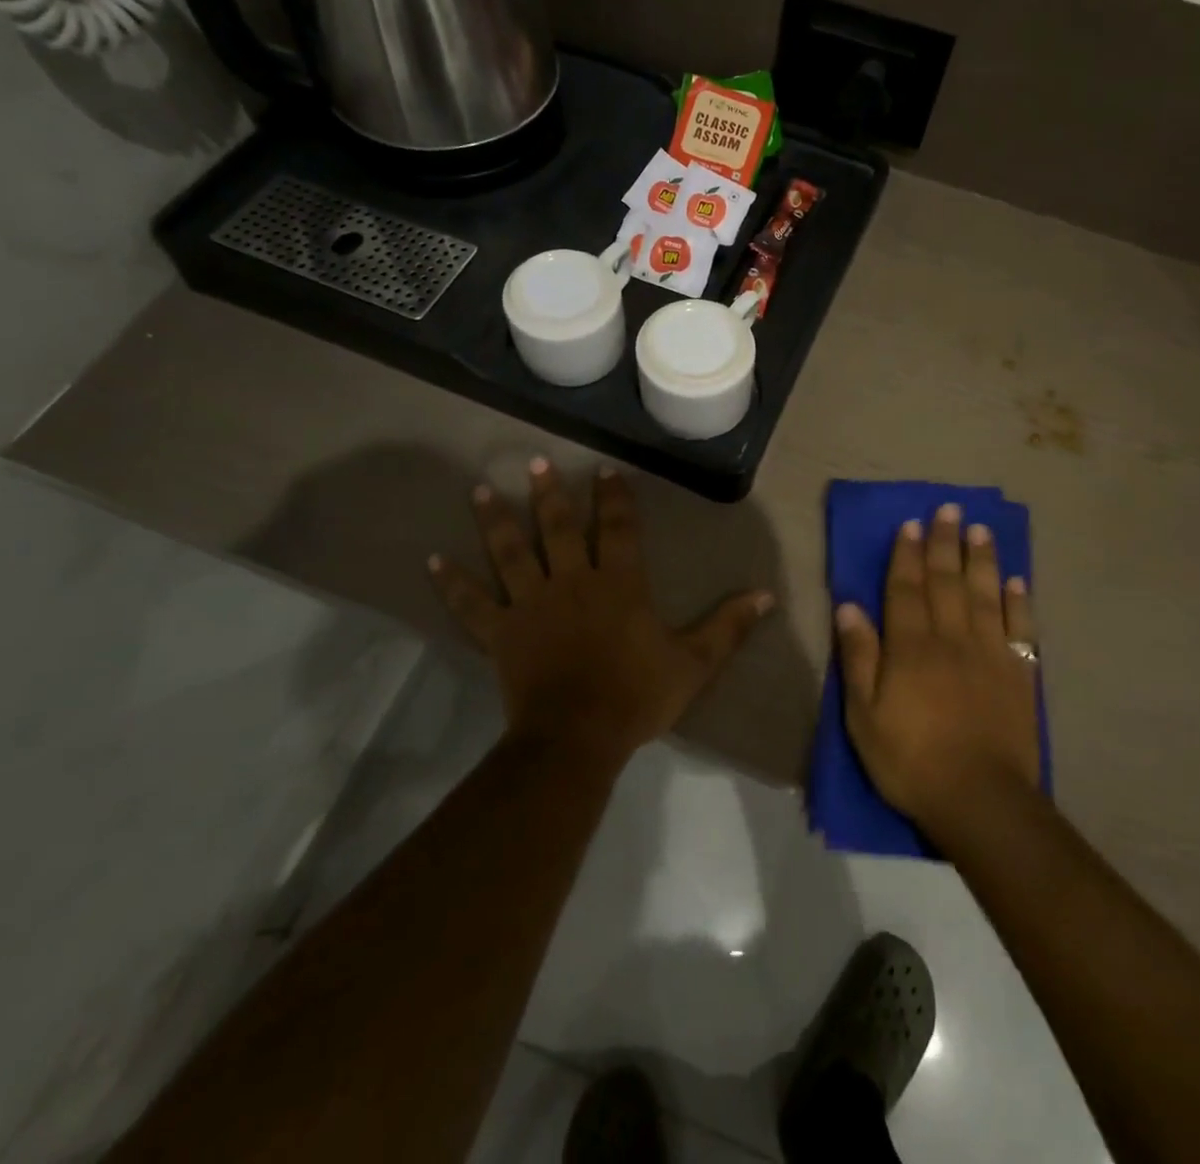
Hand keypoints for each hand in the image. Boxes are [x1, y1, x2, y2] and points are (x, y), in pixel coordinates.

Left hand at [429, 459, 773, 765]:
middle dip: (548, 493)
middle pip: (557, 528)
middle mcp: (572, 580)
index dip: (613, 497)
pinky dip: (452, 583)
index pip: (617, 528)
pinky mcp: (501, 632)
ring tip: (479, 490)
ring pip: (510, 553)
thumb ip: (729, 626)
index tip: (605, 470)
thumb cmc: (637, 695)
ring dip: (495, 521)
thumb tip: (767, 595)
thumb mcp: (694, 662)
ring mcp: (530, 604)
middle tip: (535, 462)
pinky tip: (432, 560)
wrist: (578, 737)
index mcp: (618, 583)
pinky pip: (471, 604)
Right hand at [836, 503, 1039, 830]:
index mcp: (911, 647)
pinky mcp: (1019, 674)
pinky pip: (1019, 627)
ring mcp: (990, 653)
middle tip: (947, 509)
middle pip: (946, 582)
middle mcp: (952, 639)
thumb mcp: (864, 716)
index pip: (906, 589)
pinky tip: (1017, 579)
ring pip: (984, 594)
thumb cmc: (911, 760)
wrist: (981, 800)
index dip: (907, 555)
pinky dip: (1018, 600)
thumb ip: (858, 657)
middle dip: (944, 543)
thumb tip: (849, 606)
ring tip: (980, 529)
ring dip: (981, 559)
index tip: (910, 524)